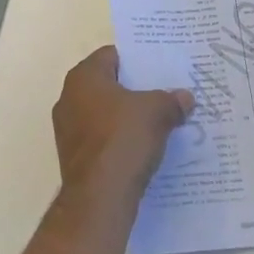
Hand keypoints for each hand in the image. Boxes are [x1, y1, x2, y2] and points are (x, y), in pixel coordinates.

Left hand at [52, 46, 193, 206]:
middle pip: (108, 85)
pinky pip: (102, 139)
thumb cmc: (123, 139)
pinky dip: (120, 140)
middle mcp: (69, 98)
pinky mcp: (74, 158)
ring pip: (105, 114)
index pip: (112, 55)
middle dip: (135, 90)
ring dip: (127, 117)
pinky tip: (144, 148)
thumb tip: (185, 97)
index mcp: (83, 77)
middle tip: (164, 93)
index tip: (160, 68)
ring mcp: (68, 130)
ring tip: (159, 122)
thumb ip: (171, 99)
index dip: (137, 60)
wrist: (100, 198)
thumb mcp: (157, 111)